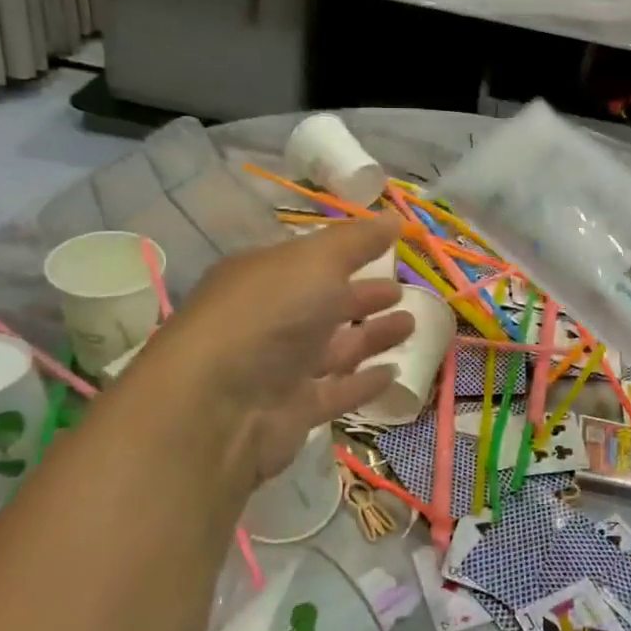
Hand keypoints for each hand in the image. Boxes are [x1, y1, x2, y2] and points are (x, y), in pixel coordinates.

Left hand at [127, 216, 413, 492]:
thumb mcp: (315, 262)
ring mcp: (279, 368)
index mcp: (265, 277)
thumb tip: (395, 219)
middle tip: (402, 291)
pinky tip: (393, 373)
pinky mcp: (292, 411)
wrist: (219, 407)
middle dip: (363, 297)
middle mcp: (269, 320)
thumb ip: (358, 241)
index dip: (350, 254)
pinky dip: (363, 382)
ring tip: (411, 325)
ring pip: (334, 348)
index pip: (312, 261)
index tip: (390, 249)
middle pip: (324, 305)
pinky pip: (335, 391)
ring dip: (371, 336)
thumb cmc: (268, 316)